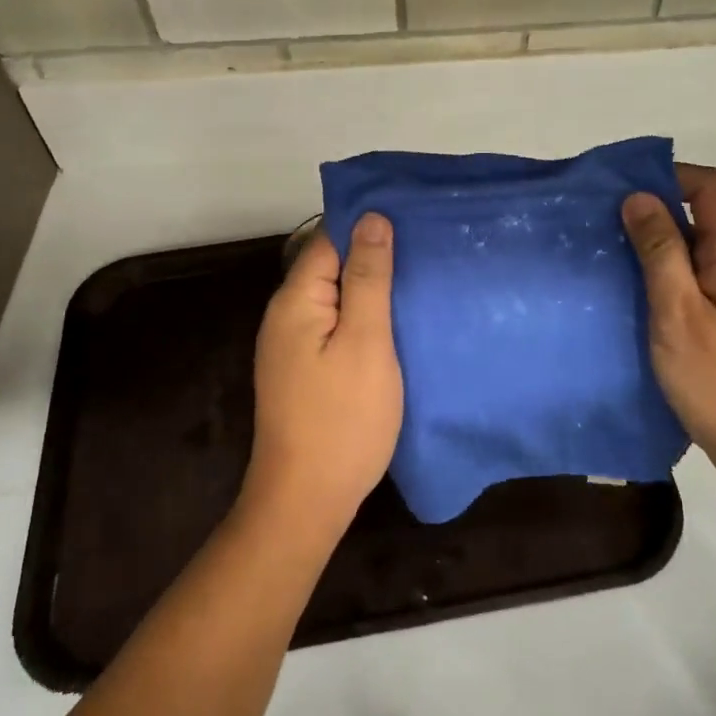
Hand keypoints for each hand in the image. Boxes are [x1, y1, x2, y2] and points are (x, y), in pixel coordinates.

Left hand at [244, 214, 403, 539]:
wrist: (306, 501)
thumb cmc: (342, 419)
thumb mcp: (365, 342)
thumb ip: (368, 278)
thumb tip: (372, 218)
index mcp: (296, 299)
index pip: (330, 238)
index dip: (368, 223)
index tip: (412, 214)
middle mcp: (287, 314)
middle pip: (332, 265)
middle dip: (374, 253)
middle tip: (428, 246)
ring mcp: (293, 344)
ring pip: (337, 297)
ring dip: (372, 286)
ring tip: (422, 277)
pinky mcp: (305, 369)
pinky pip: (337, 325)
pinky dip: (365, 316)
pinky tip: (397, 321)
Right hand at [622, 165, 715, 500]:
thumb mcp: (678, 313)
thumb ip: (659, 251)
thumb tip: (639, 197)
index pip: (708, 185)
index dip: (666, 176)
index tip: (619, 190)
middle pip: (703, 212)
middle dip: (654, 209)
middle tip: (602, 222)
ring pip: (697, 245)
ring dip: (657, 242)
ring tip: (610, 253)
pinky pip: (698, 275)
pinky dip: (666, 272)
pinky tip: (635, 291)